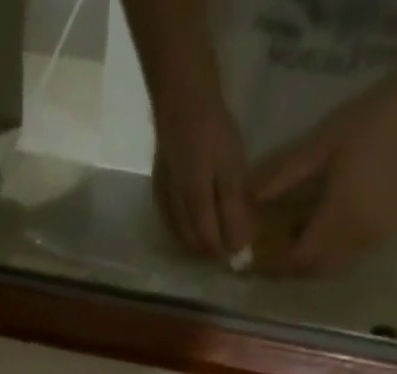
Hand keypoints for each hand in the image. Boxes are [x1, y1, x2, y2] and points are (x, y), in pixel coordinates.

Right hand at [151, 85, 255, 262]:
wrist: (180, 94)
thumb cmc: (212, 128)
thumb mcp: (231, 168)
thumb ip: (233, 210)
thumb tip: (238, 246)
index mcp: (194, 206)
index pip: (208, 243)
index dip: (223, 253)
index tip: (238, 256)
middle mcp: (175, 210)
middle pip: (192, 244)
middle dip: (209, 251)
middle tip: (228, 249)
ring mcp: (163, 200)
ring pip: (179, 235)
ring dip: (195, 243)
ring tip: (213, 239)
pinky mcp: (158, 188)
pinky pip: (171, 221)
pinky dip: (183, 230)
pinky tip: (192, 225)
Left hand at [249, 87, 396, 275]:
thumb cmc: (366, 123)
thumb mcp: (319, 145)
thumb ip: (285, 175)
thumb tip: (250, 198)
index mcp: (339, 217)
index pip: (300, 257)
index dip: (278, 263)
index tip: (259, 259)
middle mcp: (356, 237)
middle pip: (314, 269)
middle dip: (292, 267)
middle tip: (273, 254)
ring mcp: (373, 240)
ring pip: (332, 267)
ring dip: (311, 262)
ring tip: (295, 243)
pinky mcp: (384, 235)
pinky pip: (350, 257)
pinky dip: (331, 254)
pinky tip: (322, 233)